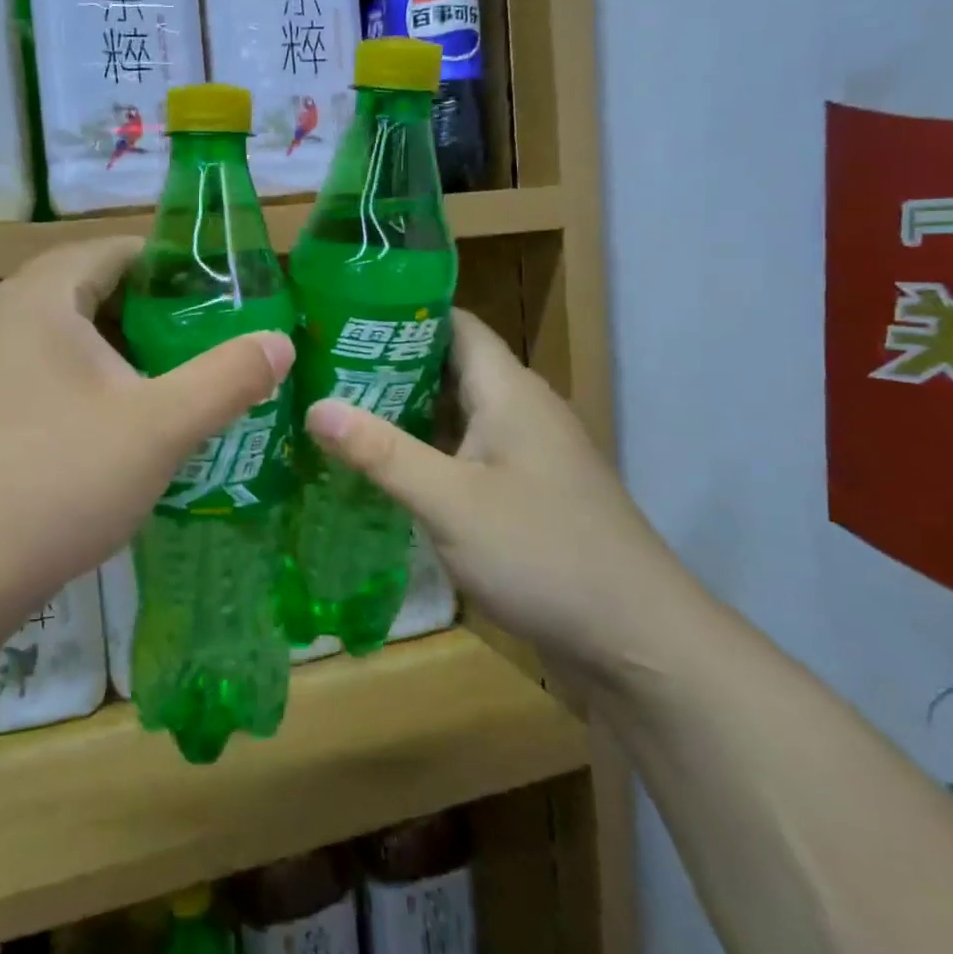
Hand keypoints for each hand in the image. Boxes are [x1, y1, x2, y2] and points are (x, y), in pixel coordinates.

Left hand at [0, 237, 293, 603]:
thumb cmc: (64, 479)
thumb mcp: (162, 426)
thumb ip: (228, 377)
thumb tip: (280, 342)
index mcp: (42, 298)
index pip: (114, 249)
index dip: (171, 263)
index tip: (222, 292)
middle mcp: (7, 315)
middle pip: (92, 284)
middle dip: (152, 303)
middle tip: (208, 330)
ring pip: (72, 327)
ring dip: (124, 339)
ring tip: (179, 365)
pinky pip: (53, 362)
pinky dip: (96, 369)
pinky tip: (130, 408)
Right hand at [303, 309, 694, 690]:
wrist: (637, 639)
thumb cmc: (543, 553)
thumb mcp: (450, 502)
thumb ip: (382, 452)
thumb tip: (315, 406)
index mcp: (508, 390)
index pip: (453, 323)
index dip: (400, 314)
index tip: (340, 317)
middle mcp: (521, 409)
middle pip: (449, 367)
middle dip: (388, 366)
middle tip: (321, 370)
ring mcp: (527, 453)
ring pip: (457, 414)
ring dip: (405, 413)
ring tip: (339, 413)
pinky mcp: (527, 492)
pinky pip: (468, 454)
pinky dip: (427, 453)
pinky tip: (385, 470)